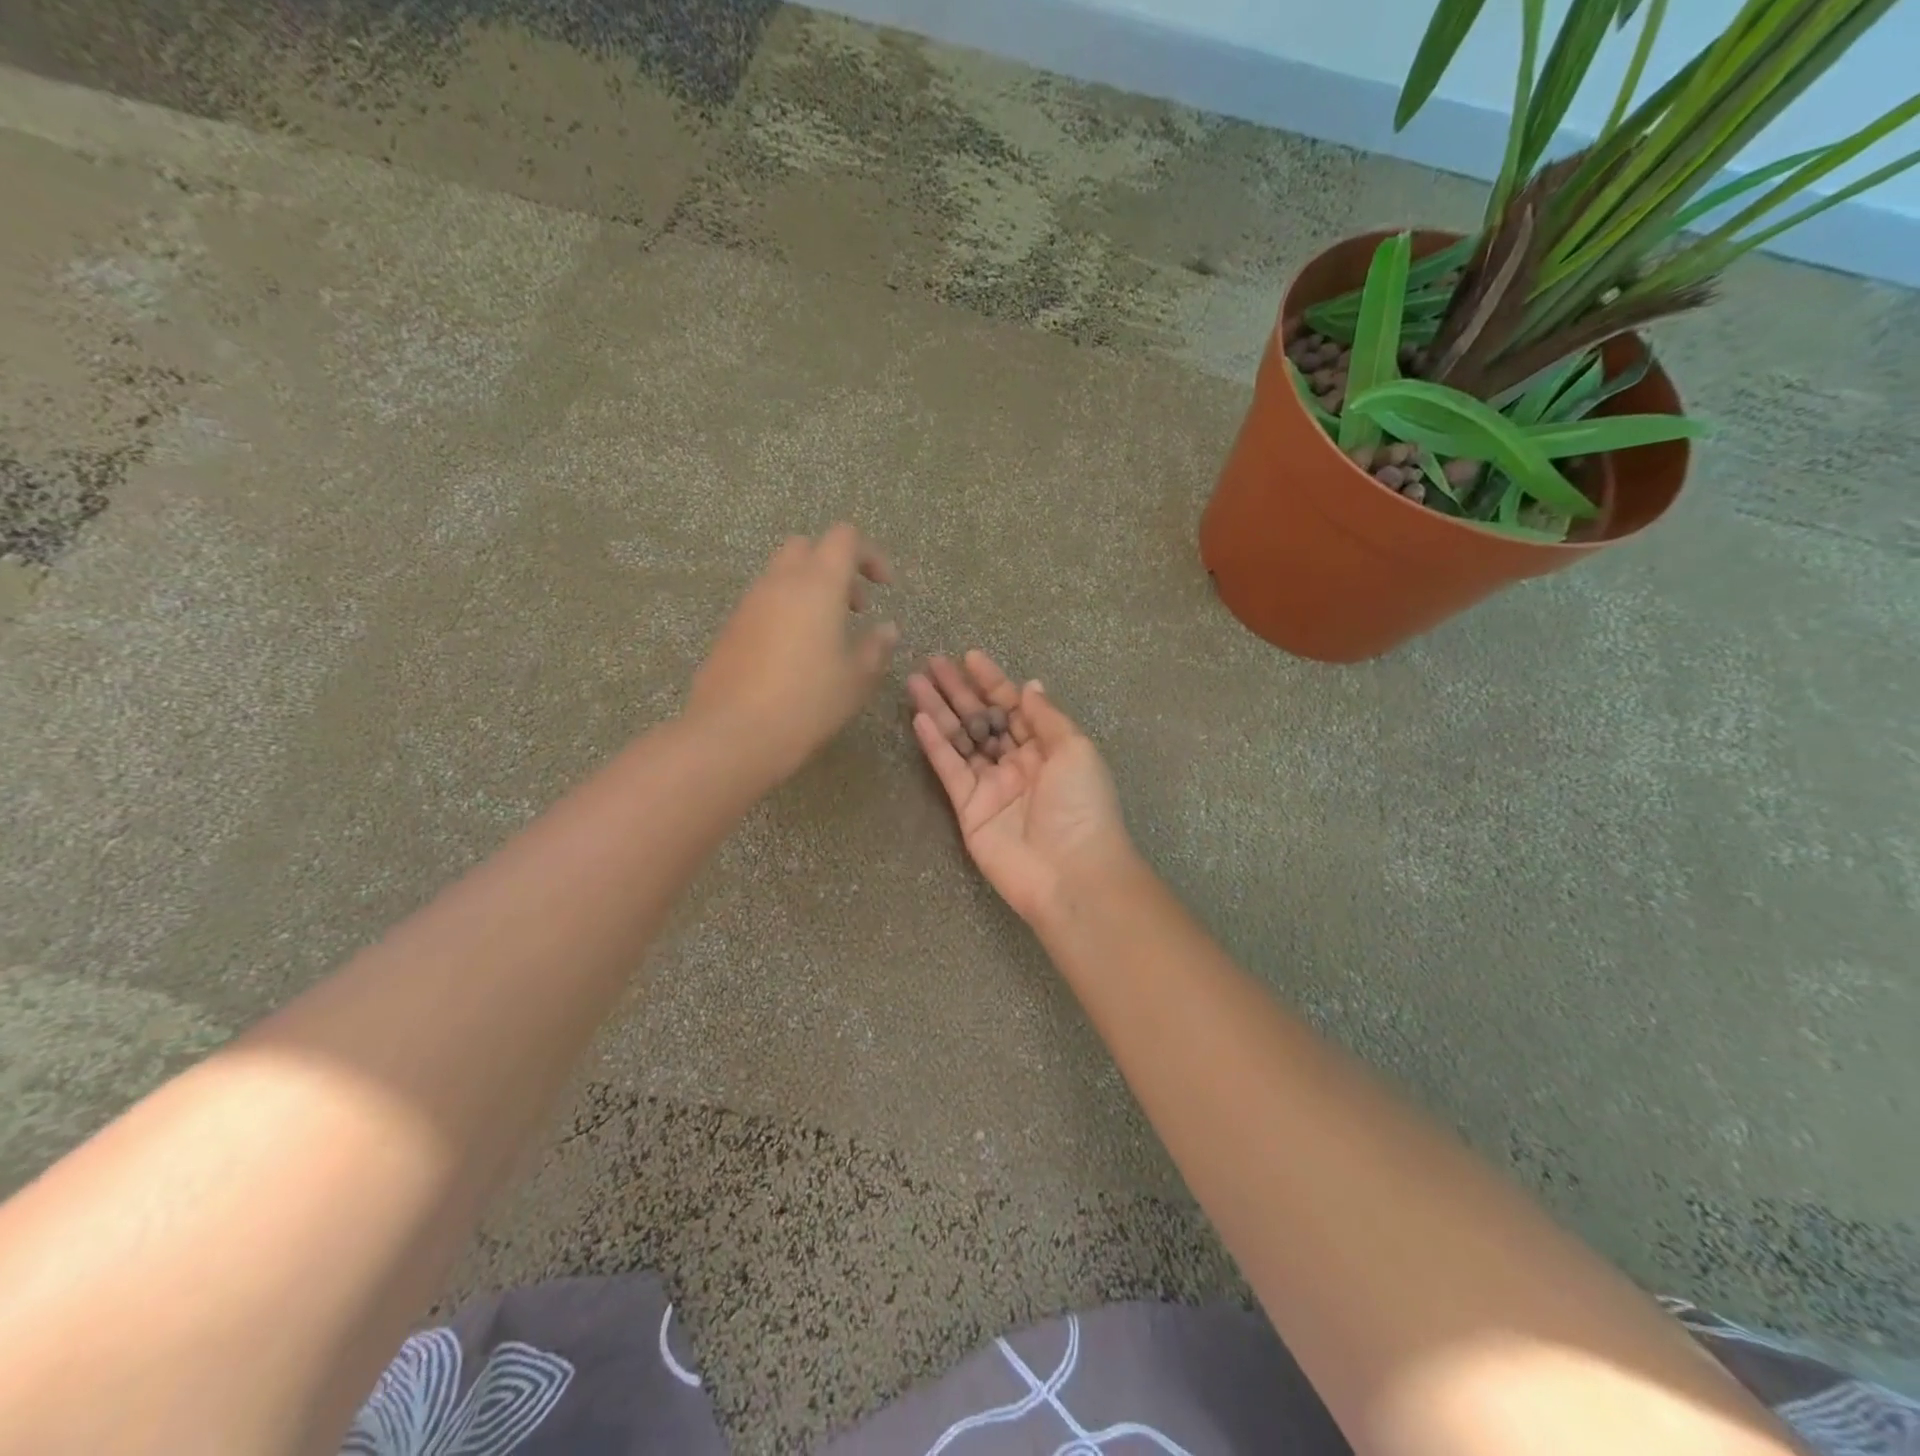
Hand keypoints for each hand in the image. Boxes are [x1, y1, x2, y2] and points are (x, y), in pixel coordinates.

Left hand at [689, 525, 898, 782]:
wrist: (734, 733)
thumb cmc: (808, 701)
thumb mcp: (856, 679)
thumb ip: (876, 647)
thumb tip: (886, 629)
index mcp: (817, 584)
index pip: (844, 538)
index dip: (870, 555)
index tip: (884, 587)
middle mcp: (780, 582)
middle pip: (807, 548)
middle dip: (835, 567)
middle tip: (854, 607)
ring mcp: (750, 604)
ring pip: (782, 575)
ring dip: (809, 591)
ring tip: (827, 636)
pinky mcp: (731, 628)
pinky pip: (764, 603)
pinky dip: (786, 612)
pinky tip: (795, 656)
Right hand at [908, 652, 1133, 923]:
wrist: (1071, 872)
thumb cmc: (1081, 805)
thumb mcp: (1075, 749)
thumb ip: (1046, 717)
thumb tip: (1029, 685)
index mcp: (1047, 748)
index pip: (1014, 706)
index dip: (993, 681)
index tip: (970, 657)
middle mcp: (1017, 763)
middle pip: (982, 719)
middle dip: (959, 691)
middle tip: (932, 663)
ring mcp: (991, 786)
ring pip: (960, 740)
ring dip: (939, 711)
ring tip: (914, 682)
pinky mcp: (969, 809)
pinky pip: (949, 770)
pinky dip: (934, 745)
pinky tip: (919, 718)